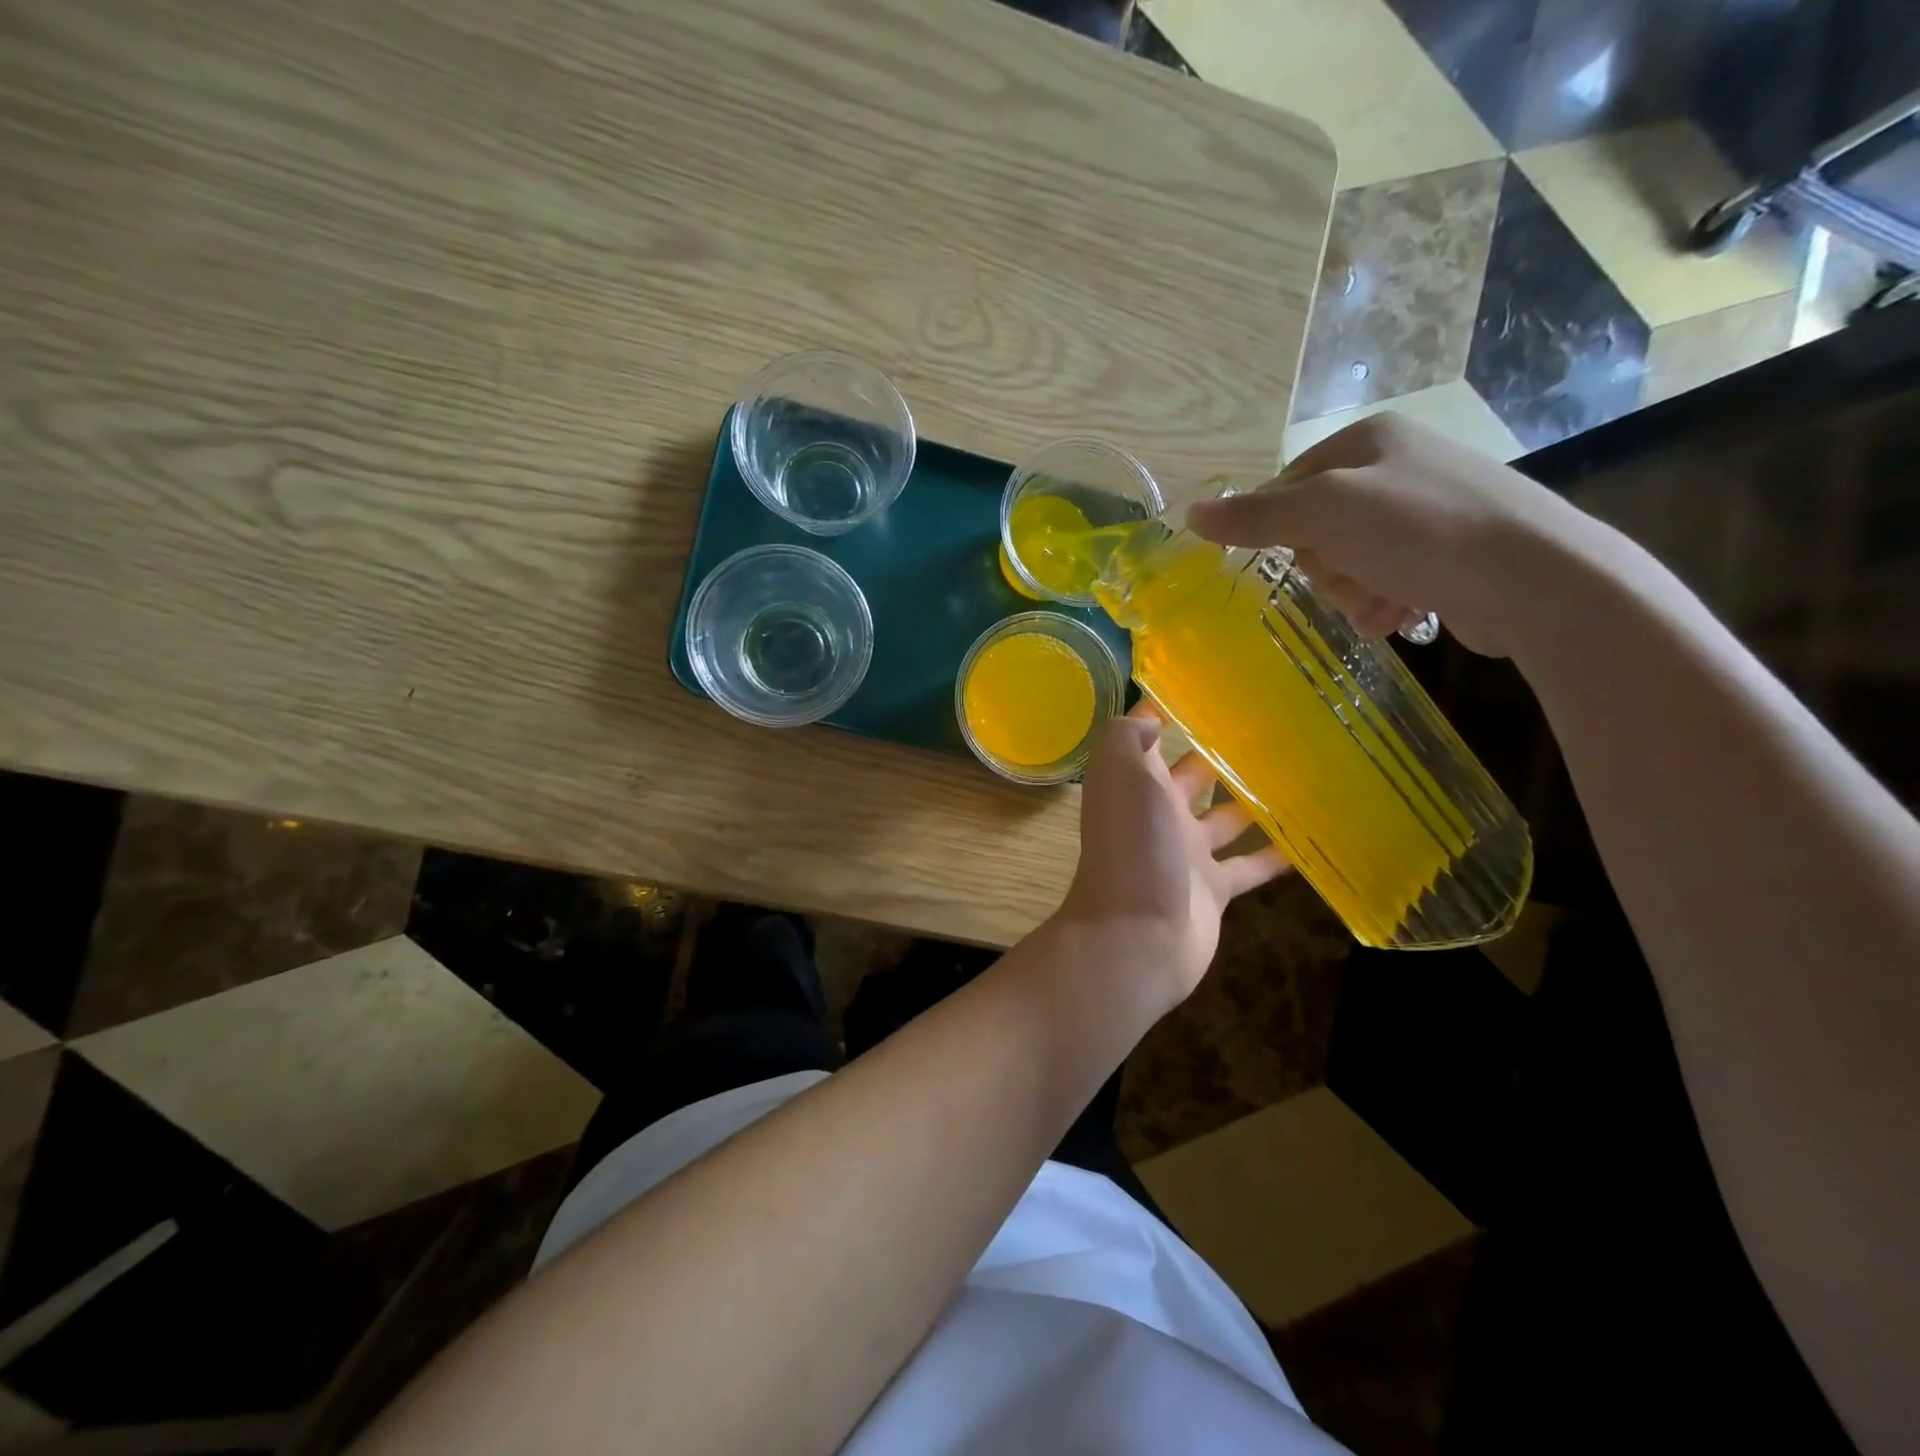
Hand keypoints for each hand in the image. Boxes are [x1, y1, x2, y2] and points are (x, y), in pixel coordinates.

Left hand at [1057, 704, 1289, 1012]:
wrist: (1137, 935)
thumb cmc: (1132, 845)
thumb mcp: (1121, 773)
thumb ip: (1129, 738)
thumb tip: (1151, 717)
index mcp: (1133, 783)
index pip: (1147, 738)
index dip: (1169, 712)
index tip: (1209, 687)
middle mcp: (1158, 813)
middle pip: (1194, 775)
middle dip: (1222, 753)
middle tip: (1272, 726)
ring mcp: (1187, 852)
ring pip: (1226, 818)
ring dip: (1254, 799)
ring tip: (1301, 771)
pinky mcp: (1214, 888)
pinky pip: (1250, 865)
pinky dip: (1276, 854)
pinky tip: (1311, 836)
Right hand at [1186, 413, 1584, 656]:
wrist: (1532, 578)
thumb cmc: (1419, 531)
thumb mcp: (1323, 514)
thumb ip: (1254, 517)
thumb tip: (1190, 515)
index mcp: (1368, 440)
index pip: (1286, 485)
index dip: (1279, 527)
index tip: (1294, 553)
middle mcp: (1396, 467)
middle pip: (1316, 529)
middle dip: (1325, 566)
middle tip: (1350, 574)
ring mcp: (1425, 512)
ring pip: (1348, 562)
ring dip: (1353, 591)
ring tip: (1383, 600)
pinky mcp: (1446, 555)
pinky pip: (1385, 581)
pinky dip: (1384, 603)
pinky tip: (1403, 612)